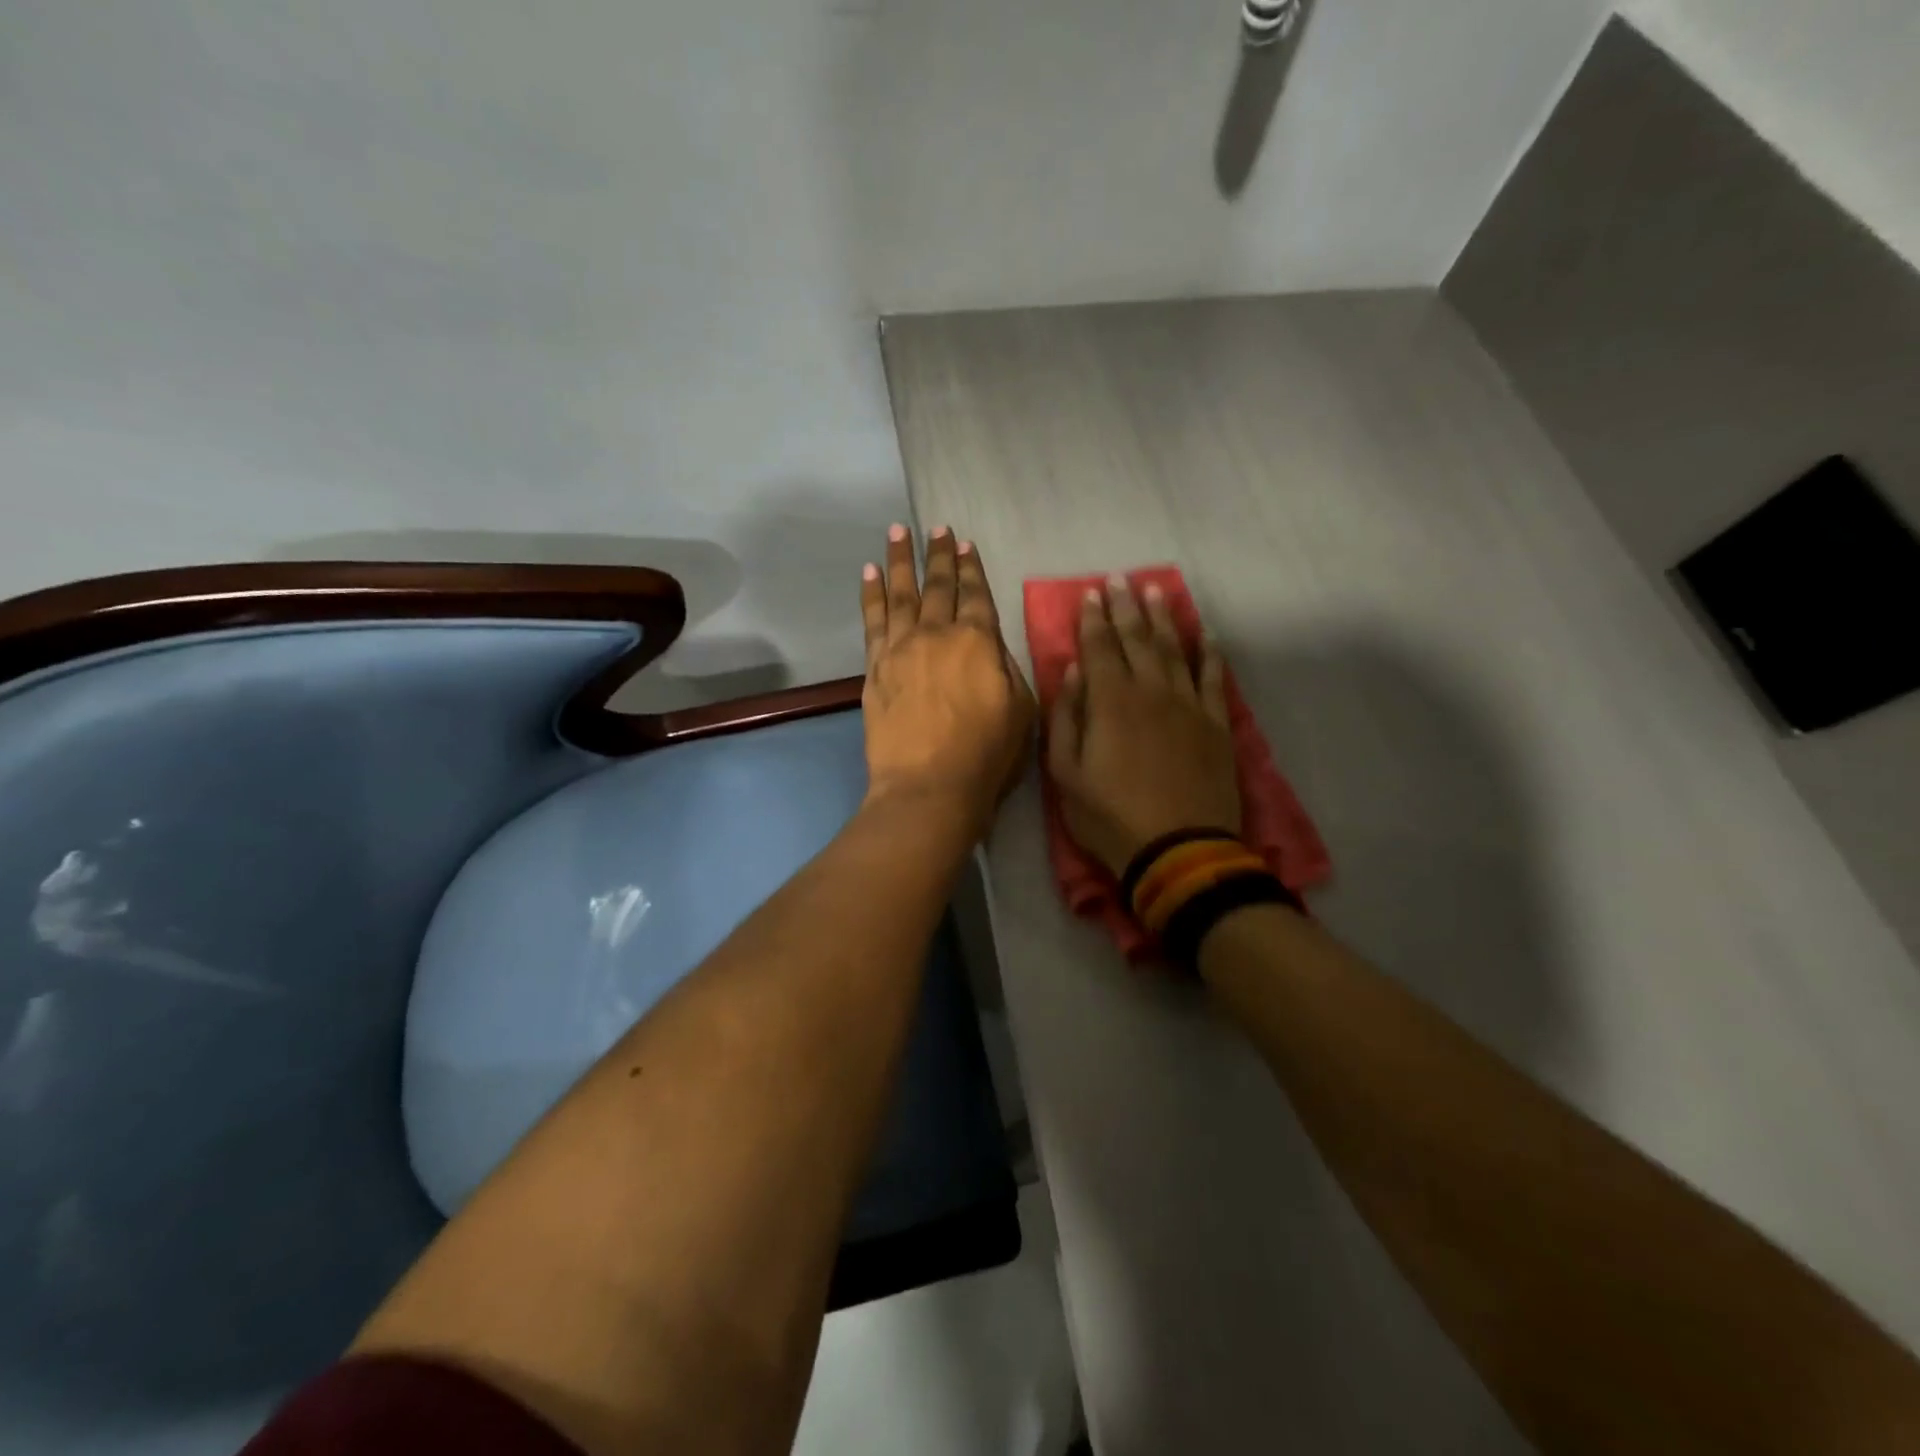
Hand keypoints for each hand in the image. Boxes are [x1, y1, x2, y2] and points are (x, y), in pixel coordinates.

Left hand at [861, 524, 1034, 836]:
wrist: (928, 787)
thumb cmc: (986, 756)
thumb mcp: (1021, 711)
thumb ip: (1007, 668)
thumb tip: (992, 645)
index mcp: (979, 642)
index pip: (976, 595)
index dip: (971, 568)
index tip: (965, 544)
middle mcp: (938, 634)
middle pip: (938, 586)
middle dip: (939, 555)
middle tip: (936, 528)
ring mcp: (901, 648)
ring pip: (901, 593)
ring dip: (901, 560)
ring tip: (898, 531)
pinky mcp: (875, 668)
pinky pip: (872, 621)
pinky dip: (872, 594)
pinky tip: (870, 573)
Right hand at [1046, 575, 1242, 875]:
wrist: (1179, 850)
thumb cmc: (1110, 817)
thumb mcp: (1065, 775)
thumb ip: (1066, 718)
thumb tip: (1071, 671)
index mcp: (1110, 702)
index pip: (1099, 647)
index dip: (1093, 618)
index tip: (1090, 593)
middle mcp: (1150, 691)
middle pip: (1137, 639)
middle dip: (1125, 606)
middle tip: (1119, 578)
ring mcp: (1188, 705)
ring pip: (1175, 649)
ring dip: (1164, 618)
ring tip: (1156, 590)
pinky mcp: (1216, 724)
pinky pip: (1214, 678)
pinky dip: (1209, 653)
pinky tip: (1205, 634)